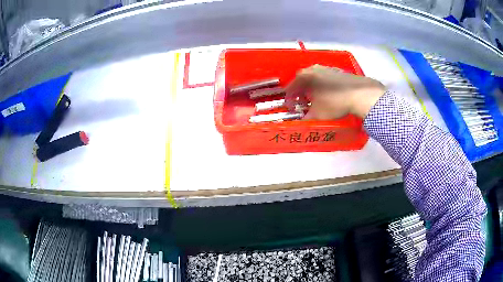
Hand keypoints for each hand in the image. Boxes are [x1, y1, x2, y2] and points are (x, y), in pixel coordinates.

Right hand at [285, 64, 385, 118]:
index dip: (289, 99)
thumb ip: (306, 118)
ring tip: (315, 101)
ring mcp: (328, 68)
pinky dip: (323, 87)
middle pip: (302, 81)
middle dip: (300, 93)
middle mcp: (314, 69)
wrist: (360, 94)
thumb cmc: (334, 103)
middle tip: (302, 104)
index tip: (290, 107)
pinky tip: (328, 96)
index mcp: (305, 76)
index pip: (291, 87)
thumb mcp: (317, 114)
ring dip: (312, 89)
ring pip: (315, 79)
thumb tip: (301, 122)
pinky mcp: (339, 71)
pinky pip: (325, 79)